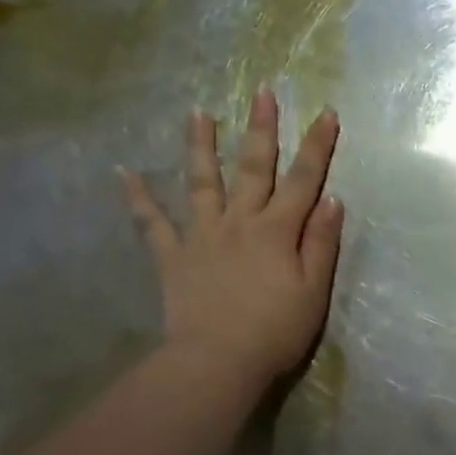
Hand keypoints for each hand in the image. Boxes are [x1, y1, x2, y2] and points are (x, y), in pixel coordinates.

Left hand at [120, 89, 343, 386]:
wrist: (216, 362)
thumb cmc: (274, 331)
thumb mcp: (313, 291)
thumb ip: (322, 243)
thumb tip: (331, 199)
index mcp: (277, 231)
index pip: (304, 180)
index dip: (317, 146)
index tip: (326, 112)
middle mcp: (239, 222)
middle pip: (253, 168)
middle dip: (261, 129)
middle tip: (262, 92)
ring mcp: (202, 236)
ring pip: (202, 182)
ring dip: (201, 146)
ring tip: (197, 112)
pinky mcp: (173, 257)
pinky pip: (151, 223)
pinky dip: (138, 198)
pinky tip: (124, 172)